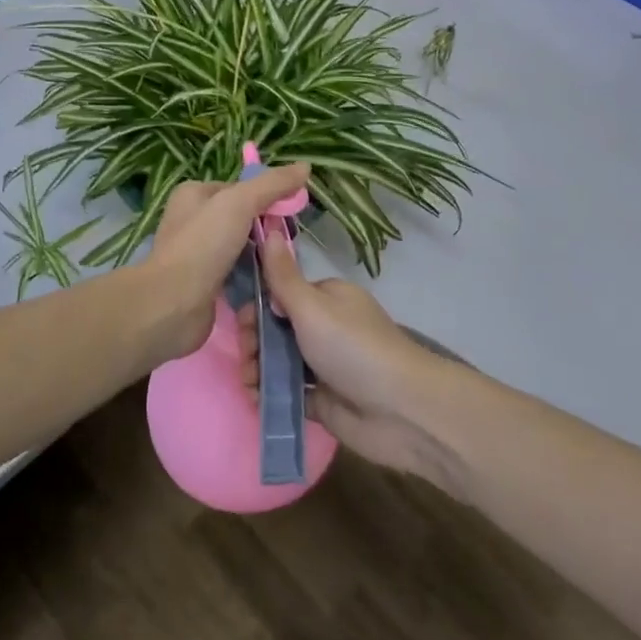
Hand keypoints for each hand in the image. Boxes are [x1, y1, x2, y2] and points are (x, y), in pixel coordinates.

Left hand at [139, 164, 310, 362]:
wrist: (173, 305)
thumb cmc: (203, 244)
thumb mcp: (240, 203)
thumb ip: (272, 184)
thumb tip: (305, 166)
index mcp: (194, 194)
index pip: (240, 189)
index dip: (267, 197)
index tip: (291, 212)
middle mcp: (192, 220)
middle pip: (242, 218)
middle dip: (266, 228)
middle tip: (289, 241)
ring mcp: (197, 253)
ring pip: (241, 247)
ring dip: (262, 254)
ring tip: (284, 263)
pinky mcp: (205, 283)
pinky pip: (236, 273)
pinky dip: (252, 276)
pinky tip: (271, 283)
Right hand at [243, 232, 460, 488]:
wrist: (400, 410)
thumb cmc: (352, 347)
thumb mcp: (312, 306)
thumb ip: (282, 275)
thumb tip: (268, 229)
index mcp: (327, 297)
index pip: (282, 293)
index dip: (257, 305)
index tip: (240, 321)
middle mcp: (325, 326)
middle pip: (276, 328)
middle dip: (255, 340)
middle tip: (247, 356)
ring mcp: (324, 364)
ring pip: (279, 360)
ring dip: (258, 368)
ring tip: (250, 382)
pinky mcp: (324, 399)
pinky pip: (288, 390)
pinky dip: (271, 393)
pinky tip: (257, 398)